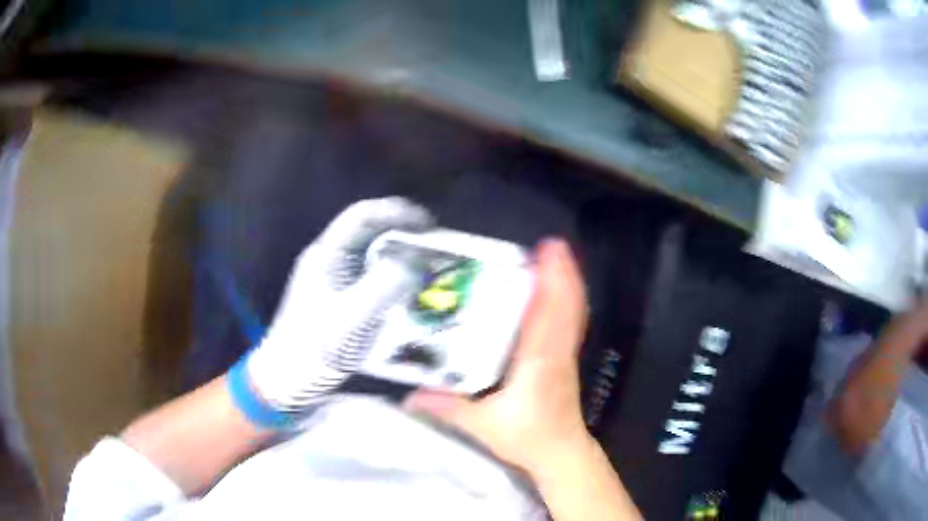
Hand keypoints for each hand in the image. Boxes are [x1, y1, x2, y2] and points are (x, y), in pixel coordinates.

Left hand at [246, 197, 431, 412]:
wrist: (288, 377)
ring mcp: (334, 277)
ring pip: (372, 251)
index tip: (429, 224)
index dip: (396, 212)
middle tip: (436, 244)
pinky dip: (394, 273)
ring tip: (429, 263)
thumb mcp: (352, 318)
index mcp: (327, 254)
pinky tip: (409, 288)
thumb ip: (384, 286)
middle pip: (369, 230)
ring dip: (401, 252)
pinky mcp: (340, 295)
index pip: (362, 215)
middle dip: (403, 231)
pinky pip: (371, 273)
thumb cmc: (314, 348)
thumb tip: (418, 261)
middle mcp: (330, 258)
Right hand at [405, 239, 591, 476]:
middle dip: (561, 271)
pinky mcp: (566, 359)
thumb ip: (446, 409)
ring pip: (573, 311)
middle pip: (567, 304)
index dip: (552, 280)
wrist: (559, 453)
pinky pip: (571, 321)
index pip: (549, 314)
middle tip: (549, 244)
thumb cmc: (525, 438)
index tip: (548, 250)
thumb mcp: (480, 426)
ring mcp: (566, 354)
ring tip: (553, 258)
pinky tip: (556, 290)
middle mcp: (557, 351)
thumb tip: (410, 396)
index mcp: (539, 361)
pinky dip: (566, 299)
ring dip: (566, 282)